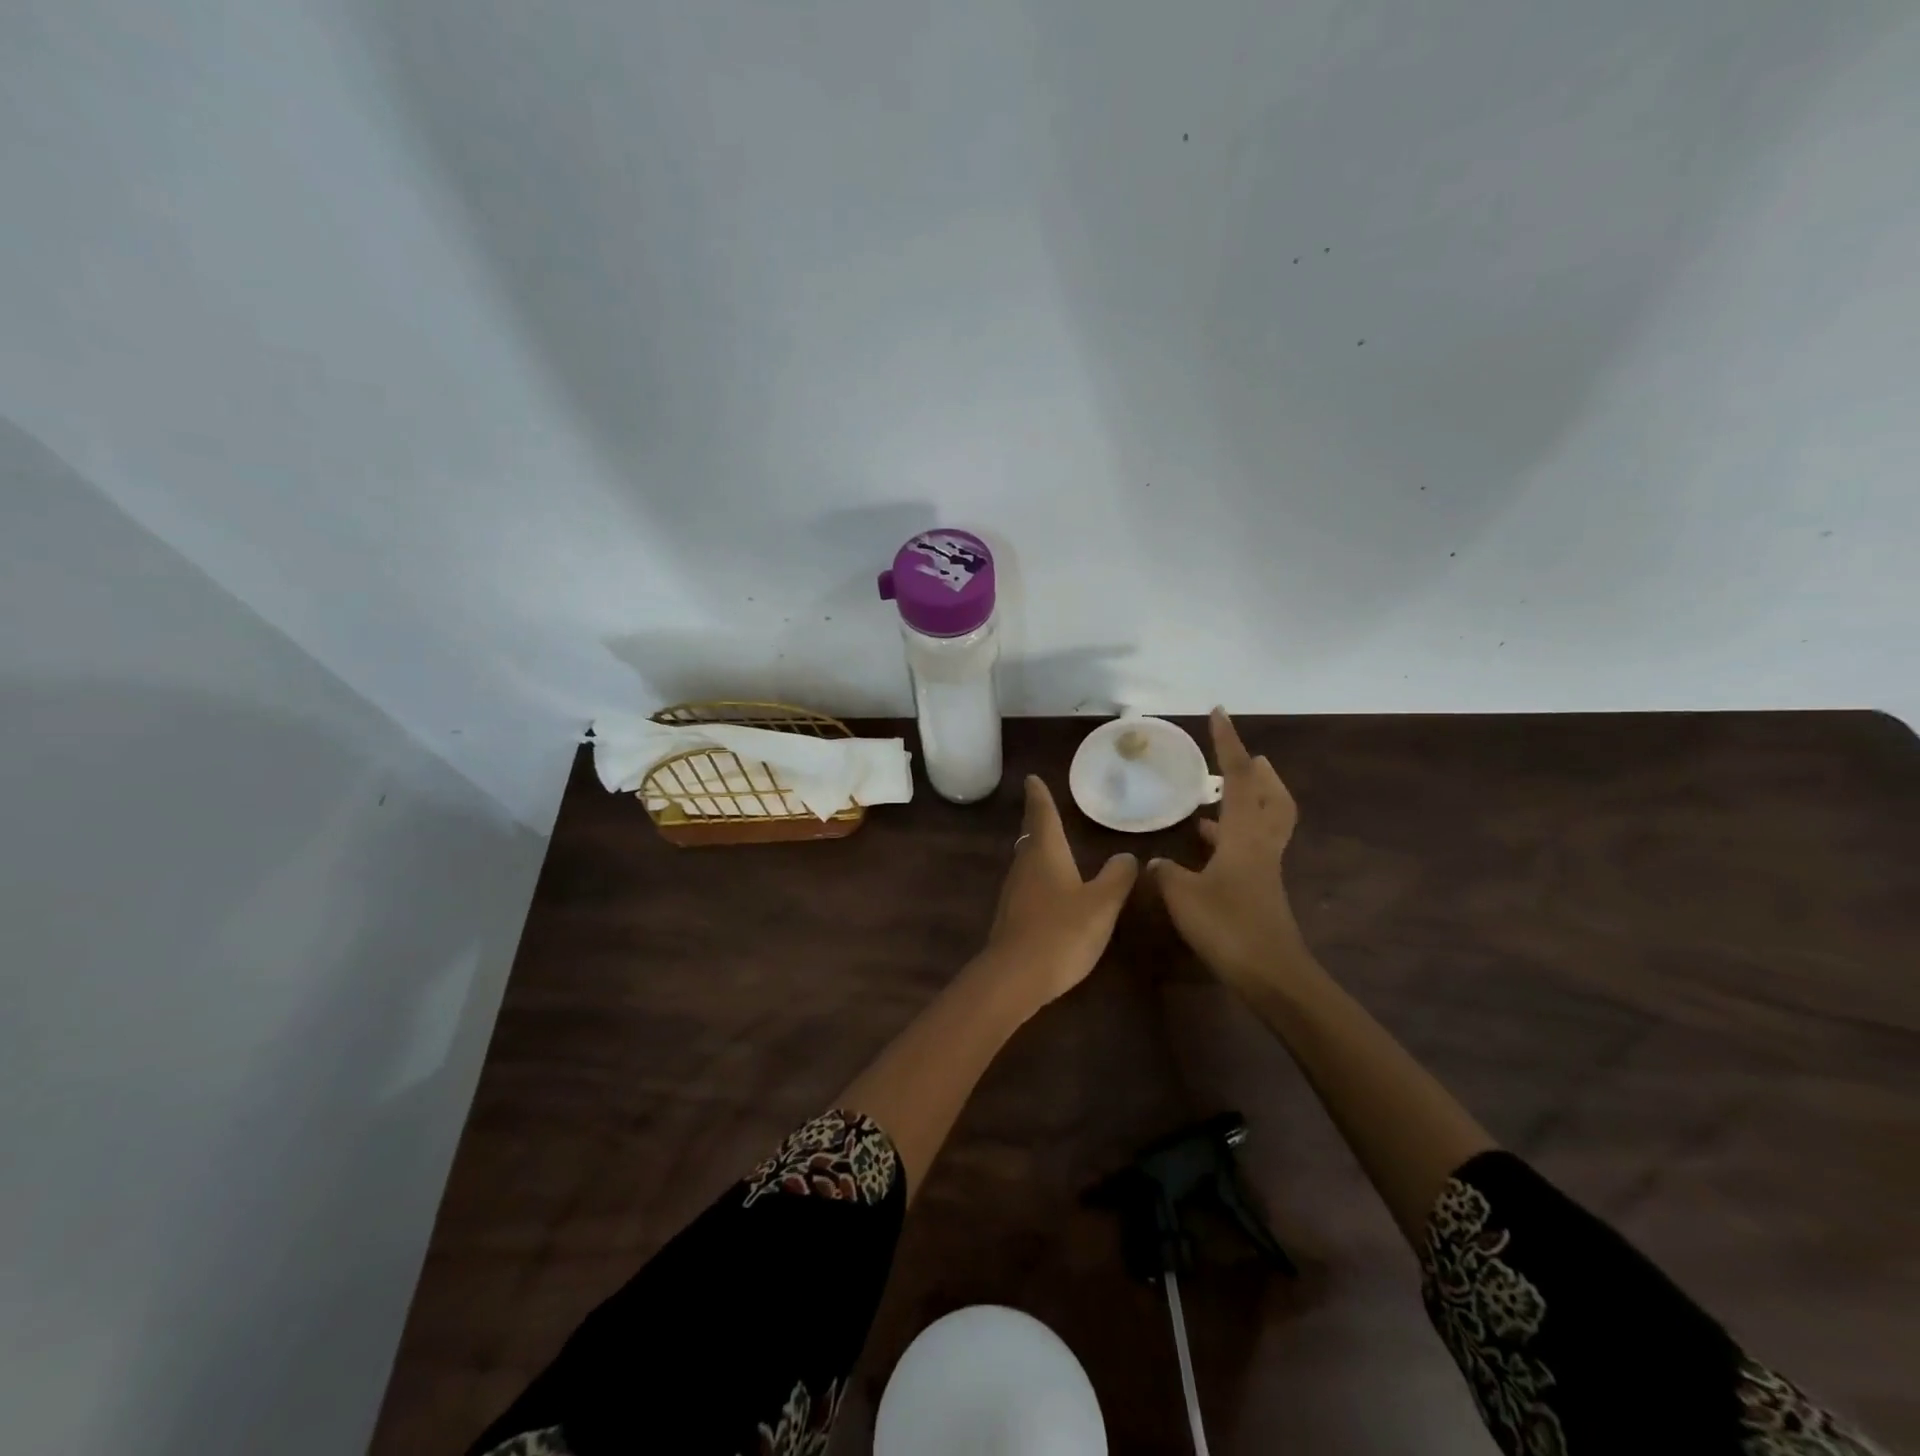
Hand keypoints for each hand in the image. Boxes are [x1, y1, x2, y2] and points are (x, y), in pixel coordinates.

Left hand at [980, 776, 1138, 1012]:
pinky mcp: (1011, 917)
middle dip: (1038, 821)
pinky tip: (1050, 891)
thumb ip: (1117, 877)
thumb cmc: (1061, 931)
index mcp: (1045, 853)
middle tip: (1043, 807)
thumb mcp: (1101, 904)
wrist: (1015, 976)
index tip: (1031, 778)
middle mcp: (1025, 866)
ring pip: (1027, 861)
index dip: (1039, 795)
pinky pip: (1027, 886)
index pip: (1042, 814)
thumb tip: (1126, 855)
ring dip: (1038, 850)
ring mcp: (1013, 892)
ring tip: (1052, 846)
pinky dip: (1038, 878)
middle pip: (1031, 836)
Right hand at [1150, 709, 1308, 995]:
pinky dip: (1232, 835)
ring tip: (1216, 797)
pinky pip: (1250, 847)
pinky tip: (1206, 846)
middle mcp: (1260, 843)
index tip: (1219, 714)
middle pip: (1271, 796)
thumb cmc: (1228, 927)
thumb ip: (1165, 873)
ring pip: (1264, 822)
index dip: (1228, 743)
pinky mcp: (1260, 889)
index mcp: (1243, 834)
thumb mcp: (1182, 895)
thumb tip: (1155, 863)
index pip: (1237, 777)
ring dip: (1247, 801)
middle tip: (1244, 757)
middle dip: (1259, 772)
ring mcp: (1263, 868)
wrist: (1272, 975)